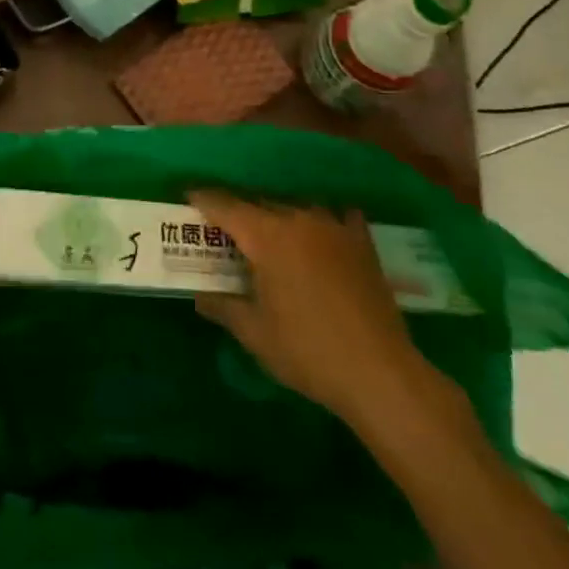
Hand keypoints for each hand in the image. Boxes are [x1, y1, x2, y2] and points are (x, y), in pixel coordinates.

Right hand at [190, 191, 432, 424]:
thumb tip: (200, 296)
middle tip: (225, 230)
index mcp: (267, 237)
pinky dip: (325, 220)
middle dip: (239, 212)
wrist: (380, 373)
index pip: (226, 206)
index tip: (188, 195)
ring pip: (296, 208)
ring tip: (271, 236)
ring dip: (279, 216)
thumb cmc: (307, 352)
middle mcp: (299, 220)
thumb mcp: (255, 333)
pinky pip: (338, 216)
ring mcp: (334, 228)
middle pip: (259, 204)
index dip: (204, 199)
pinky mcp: (361, 243)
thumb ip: (223, 307)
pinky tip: (324, 233)